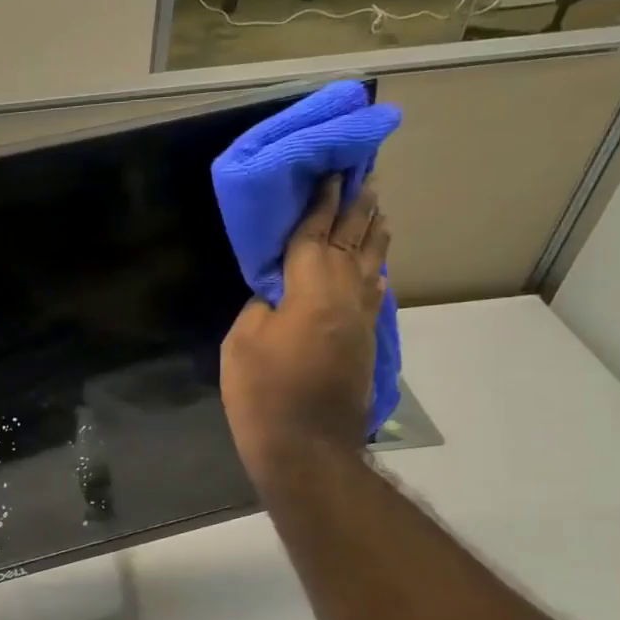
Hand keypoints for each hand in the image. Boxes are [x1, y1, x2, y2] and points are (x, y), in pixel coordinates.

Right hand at [221, 175, 388, 490]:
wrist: (306, 446)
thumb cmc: (263, 392)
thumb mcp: (241, 342)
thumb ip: (260, 306)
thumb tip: (277, 294)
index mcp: (311, 290)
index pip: (316, 235)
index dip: (321, 204)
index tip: (332, 173)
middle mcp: (344, 296)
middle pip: (353, 242)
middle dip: (357, 208)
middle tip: (366, 177)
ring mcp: (360, 319)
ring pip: (370, 265)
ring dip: (373, 234)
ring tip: (378, 209)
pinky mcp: (365, 341)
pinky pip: (372, 291)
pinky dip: (374, 270)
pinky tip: (375, 266)